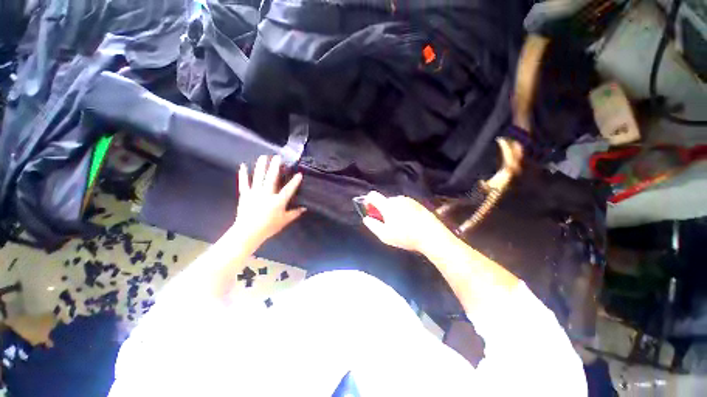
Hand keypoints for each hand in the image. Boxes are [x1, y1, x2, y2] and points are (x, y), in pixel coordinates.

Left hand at [232, 155, 305, 247]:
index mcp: (278, 201)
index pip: (288, 189)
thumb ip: (294, 213)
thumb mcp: (284, 221)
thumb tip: (304, 208)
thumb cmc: (268, 227)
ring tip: (264, 157)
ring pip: (259, 177)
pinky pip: (244, 183)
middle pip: (272, 178)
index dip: (295, 181)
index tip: (299, 173)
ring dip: (261, 166)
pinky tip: (243, 165)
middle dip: (275, 166)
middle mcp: (267, 194)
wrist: (248, 232)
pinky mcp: (245, 195)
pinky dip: (243, 174)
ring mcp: (255, 193)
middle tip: (278, 157)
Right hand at [361, 191, 454, 253]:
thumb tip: (367, 219)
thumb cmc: (406, 236)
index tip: (369, 210)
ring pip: (395, 203)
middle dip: (382, 209)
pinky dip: (402, 211)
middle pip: (384, 201)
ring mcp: (409, 200)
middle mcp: (397, 199)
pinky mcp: (418, 203)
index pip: (373, 195)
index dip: (368, 201)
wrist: (431, 235)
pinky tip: (408, 222)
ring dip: (393, 210)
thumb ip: (372, 225)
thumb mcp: (385, 235)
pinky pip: (405, 205)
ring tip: (399, 225)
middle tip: (385, 223)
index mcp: (387, 205)